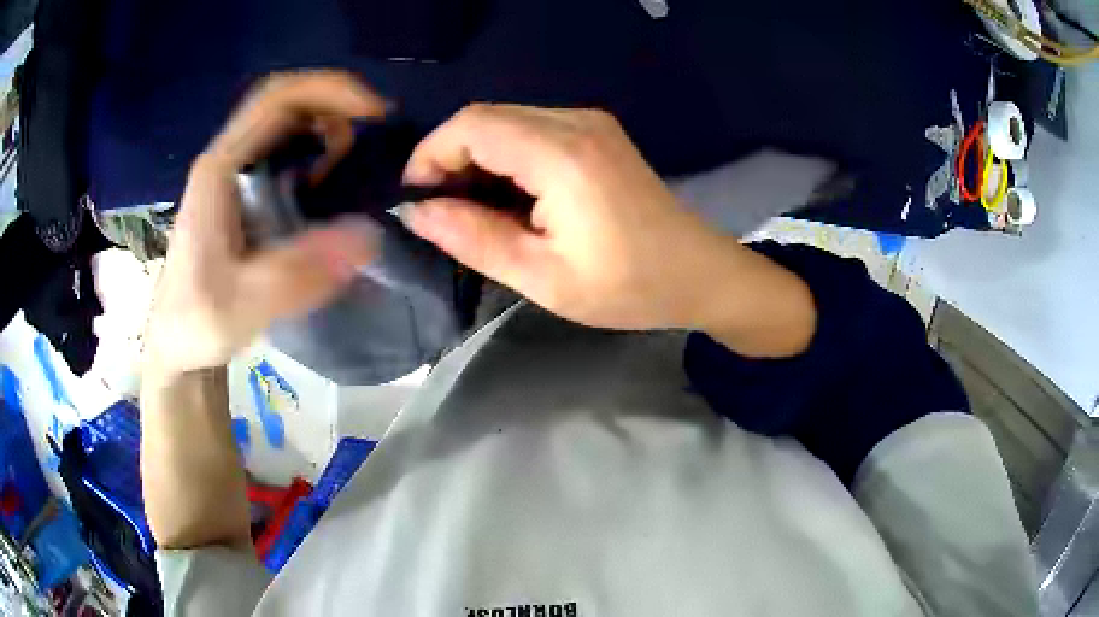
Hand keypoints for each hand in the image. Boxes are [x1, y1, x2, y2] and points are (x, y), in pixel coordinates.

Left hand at [144, 72, 382, 377]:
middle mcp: (224, 159)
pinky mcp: (237, 190)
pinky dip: (315, 147)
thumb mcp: (244, 307)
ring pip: (284, 120)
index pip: (276, 100)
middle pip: (284, 100)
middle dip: (335, 103)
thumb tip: (370, 235)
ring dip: (326, 125)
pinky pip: (281, 146)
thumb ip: (298, 273)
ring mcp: (229, 173)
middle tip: (375, 133)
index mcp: (219, 171)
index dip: (330, 91)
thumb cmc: (197, 324)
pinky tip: (328, 180)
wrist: (174, 343)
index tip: (376, 113)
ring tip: (353, 162)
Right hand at [403, 104, 815, 355]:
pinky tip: (507, 197)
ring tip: (471, 210)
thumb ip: (473, 238)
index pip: (471, 125)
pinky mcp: (596, 132)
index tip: (415, 199)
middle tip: (439, 210)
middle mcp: (576, 121)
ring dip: (476, 158)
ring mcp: (590, 122)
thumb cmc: (629, 287)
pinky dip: (504, 157)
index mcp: (563, 155)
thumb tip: (416, 211)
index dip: (430, 155)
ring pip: (505, 121)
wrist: (700, 274)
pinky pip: (530, 129)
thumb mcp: (543, 277)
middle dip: (449, 157)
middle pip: (485, 117)